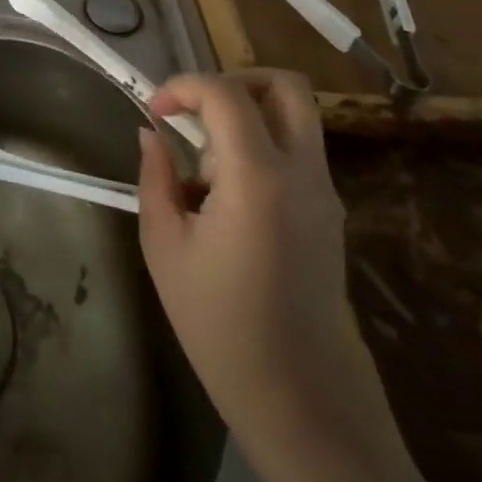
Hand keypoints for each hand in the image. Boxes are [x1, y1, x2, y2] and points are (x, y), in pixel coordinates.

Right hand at [136, 71, 391, 453]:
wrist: (302, 401)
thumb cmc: (220, 324)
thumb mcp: (165, 245)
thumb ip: (156, 176)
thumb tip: (151, 134)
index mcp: (259, 178)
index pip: (227, 94)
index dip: (183, 86)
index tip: (154, 112)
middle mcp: (303, 174)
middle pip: (286, 86)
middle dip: (234, 81)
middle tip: (194, 111)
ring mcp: (325, 194)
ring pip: (296, 117)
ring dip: (247, 116)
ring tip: (205, 167)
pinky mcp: (330, 215)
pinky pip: (298, 152)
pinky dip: (261, 147)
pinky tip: (225, 196)